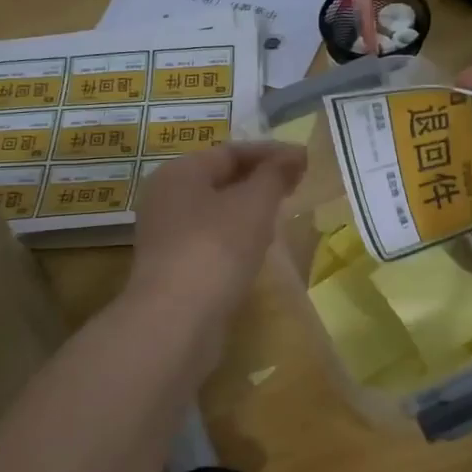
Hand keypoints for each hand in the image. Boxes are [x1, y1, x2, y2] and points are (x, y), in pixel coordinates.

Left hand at [129, 142, 306, 320]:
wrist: (177, 320)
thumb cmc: (216, 248)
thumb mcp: (254, 204)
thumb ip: (275, 175)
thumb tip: (294, 154)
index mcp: (179, 172)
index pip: (230, 151)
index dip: (270, 152)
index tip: (305, 160)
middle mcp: (166, 198)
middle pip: (219, 179)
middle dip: (259, 180)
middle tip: (296, 186)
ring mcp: (166, 235)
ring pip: (215, 212)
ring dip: (248, 210)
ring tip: (282, 215)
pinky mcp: (173, 268)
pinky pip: (211, 240)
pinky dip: (236, 238)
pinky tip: (258, 249)